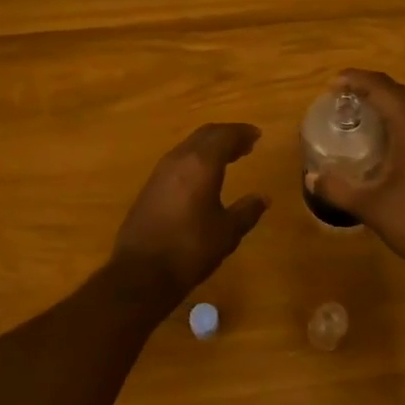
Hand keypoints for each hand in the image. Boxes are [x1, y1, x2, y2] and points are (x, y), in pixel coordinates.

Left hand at [110, 123, 269, 306]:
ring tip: (228, 158)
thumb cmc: (190, 249)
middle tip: (245, 145)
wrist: (141, 272)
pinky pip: (178, 160)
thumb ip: (247, 211)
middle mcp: (179, 159)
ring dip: (210, 147)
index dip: (242, 132)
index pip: (225, 135)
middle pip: (205, 135)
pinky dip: (196, 159)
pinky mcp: (150, 186)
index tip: (257, 135)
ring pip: (189, 146)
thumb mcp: (227, 232)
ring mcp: (161, 171)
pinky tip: (203, 177)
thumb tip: (263, 198)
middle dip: (227, 135)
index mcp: (201, 163)